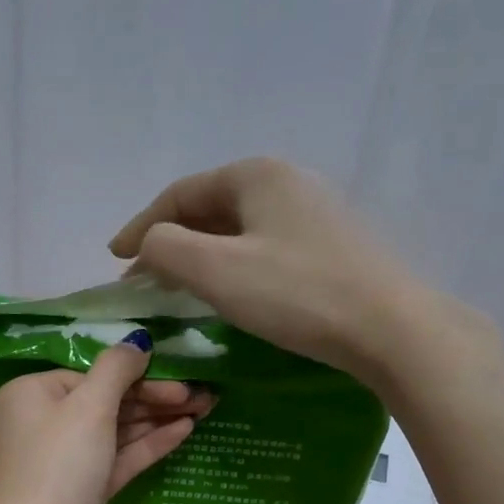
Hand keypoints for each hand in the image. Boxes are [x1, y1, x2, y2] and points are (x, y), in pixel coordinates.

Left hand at [0, 334, 210, 503]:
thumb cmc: (59, 467)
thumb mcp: (89, 408)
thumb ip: (116, 369)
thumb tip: (137, 341)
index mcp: (33, 393)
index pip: (92, 374)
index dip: (138, 376)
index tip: (179, 377)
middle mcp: (45, 422)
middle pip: (108, 401)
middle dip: (155, 398)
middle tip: (203, 394)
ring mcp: (64, 458)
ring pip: (117, 430)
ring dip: (158, 419)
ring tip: (205, 407)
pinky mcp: (82, 488)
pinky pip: (118, 457)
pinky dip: (148, 445)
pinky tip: (184, 431)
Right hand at [108, 156, 494, 388]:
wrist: (389, 328)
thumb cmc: (297, 294)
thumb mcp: (217, 271)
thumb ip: (166, 250)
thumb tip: (148, 245)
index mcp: (256, 175)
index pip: (181, 195)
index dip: (141, 226)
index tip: (114, 258)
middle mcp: (287, 182)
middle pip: (211, 209)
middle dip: (172, 243)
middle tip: (145, 280)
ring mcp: (315, 214)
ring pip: (239, 231)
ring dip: (202, 257)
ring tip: (180, 289)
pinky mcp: (332, 248)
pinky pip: (265, 249)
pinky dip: (234, 267)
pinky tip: (231, 294)